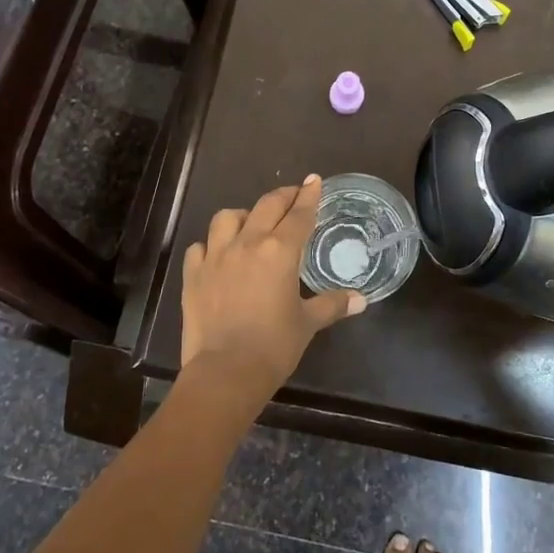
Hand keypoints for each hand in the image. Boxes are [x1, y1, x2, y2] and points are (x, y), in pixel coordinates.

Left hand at [180, 175, 366, 398]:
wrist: (225, 372)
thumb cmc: (274, 346)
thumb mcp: (307, 323)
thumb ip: (332, 305)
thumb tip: (360, 300)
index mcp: (279, 252)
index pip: (299, 214)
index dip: (309, 195)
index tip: (314, 181)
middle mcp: (247, 244)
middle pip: (266, 206)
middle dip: (283, 196)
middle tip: (293, 195)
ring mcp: (216, 257)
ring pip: (227, 218)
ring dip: (243, 215)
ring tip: (251, 223)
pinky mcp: (193, 274)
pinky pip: (199, 247)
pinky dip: (210, 245)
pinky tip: (218, 254)